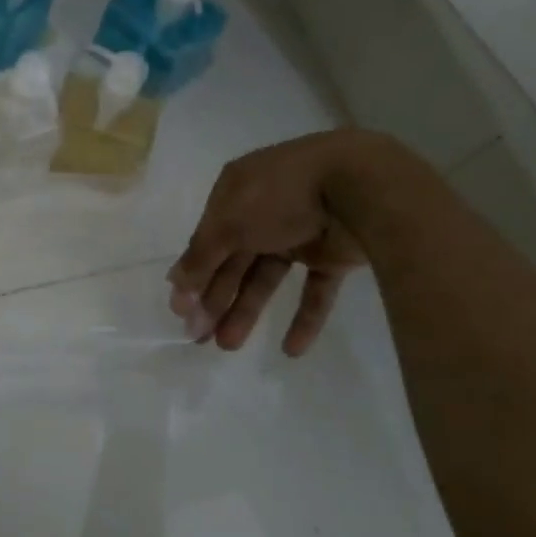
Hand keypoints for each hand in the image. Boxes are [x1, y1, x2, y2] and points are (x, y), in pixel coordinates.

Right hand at [168, 132, 375, 354]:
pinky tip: (291, 350)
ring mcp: (299, 233)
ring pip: (266, 278)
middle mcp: (263, 212)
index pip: (207, 240)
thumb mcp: (229, 223)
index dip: (194, 276)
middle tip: (200, 338)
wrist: (360, 187)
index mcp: (235, 194)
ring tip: (229, 347)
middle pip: (234, 262)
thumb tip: (174, 286)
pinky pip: (313, 289)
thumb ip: (200, 257)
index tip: (182, 312)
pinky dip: (304, 318)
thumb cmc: (280, 197)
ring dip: (247, 311)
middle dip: (216, 300)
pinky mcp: (332, 254)